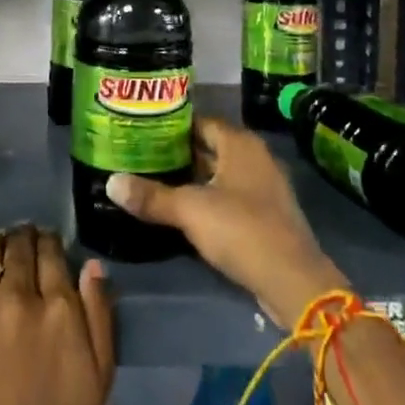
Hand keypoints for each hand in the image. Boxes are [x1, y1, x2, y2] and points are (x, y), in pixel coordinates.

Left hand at [0, 225, 115, 404]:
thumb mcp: (100, 378)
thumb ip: (99, 314)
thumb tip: (91, 264)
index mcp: (58, 307)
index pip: (50, 251)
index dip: (48, 241)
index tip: (47, 241)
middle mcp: (17, 296)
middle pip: (18, 246)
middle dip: (22, 237)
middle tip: (22, 239)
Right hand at [105, 115, 344, 325]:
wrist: (294, 282)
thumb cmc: (241, 230)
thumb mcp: (190, 210)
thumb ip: (151, 196)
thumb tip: (111, 183)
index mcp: (240, 142)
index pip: (198, 121)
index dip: (170, 126)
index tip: (141, 133)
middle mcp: (255, 156)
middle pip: (209, 146)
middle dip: (178, 153)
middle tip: (141, 157)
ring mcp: (264, 186)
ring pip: (219, 173)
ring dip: (193, 178)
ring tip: (155, 182)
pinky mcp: (267, 214)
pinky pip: (230, 196)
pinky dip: (208, 198)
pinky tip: (184, 211)